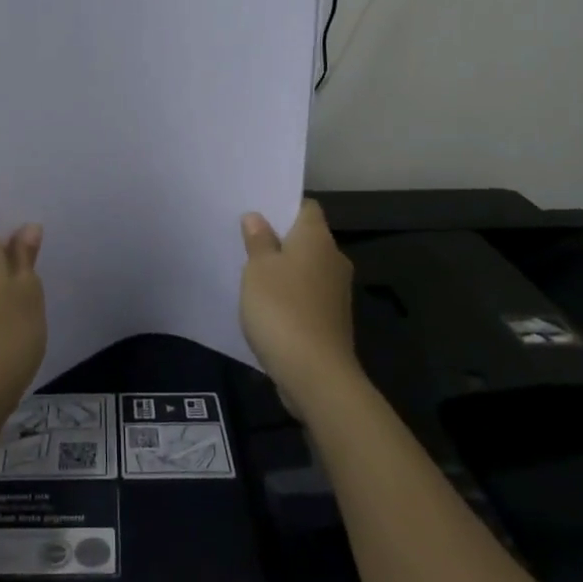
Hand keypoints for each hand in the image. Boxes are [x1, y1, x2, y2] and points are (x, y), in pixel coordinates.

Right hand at [239, 200, 361, 417]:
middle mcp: (333, 260)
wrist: (316, 375)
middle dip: (280, 238)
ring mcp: (336, 293)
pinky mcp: (332, 321)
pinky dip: (290, 295)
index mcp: (317, 239)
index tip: (257, 210)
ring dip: (284, 269)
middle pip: (307, 238)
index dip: (283, 205)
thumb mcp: (258, 269)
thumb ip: (258, 240)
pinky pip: (307, 295)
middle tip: (246, 239)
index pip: (306, 207)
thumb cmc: (282, 308)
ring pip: (306, 268)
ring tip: (251, 272)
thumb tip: (257, 217)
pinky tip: (266, 305)